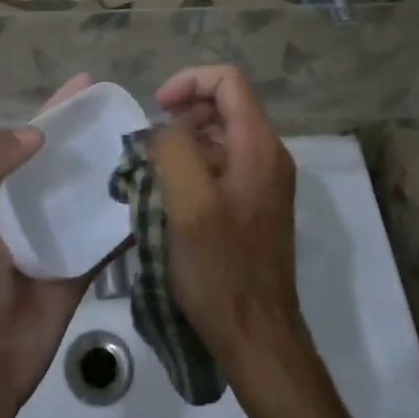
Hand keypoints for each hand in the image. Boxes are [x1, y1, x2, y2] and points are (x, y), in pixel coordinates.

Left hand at [0, 75, 116, 408]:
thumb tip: (37, 132)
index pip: (27, 136)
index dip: (54, 109)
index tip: (87, 83)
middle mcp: (28, 203)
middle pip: (62, 157)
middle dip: (89, 132)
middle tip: (127, 110)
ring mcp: (57, 232)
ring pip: (88, 189)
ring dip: (112, 167)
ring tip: (149, 142)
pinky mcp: (83, 260)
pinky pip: (108, 230)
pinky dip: (126, 212)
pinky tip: (156, 190)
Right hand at [151, 65, 305, 376]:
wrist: (256, 337)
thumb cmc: (220, 269)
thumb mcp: (188, 203)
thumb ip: (173, 148)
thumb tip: (163, 129)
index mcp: (259, 146)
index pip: (227, 80)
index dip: (188, 82)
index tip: (156, 108)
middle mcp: (268, 156)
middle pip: (224, 105)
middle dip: (181, 114)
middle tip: (149, 146)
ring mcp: (263, 182)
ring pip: (219, 137)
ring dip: (182, 143)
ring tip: (151, 173)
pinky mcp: (253, 206)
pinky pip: (221, 167)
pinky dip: (192, 168)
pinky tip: (167, 198)